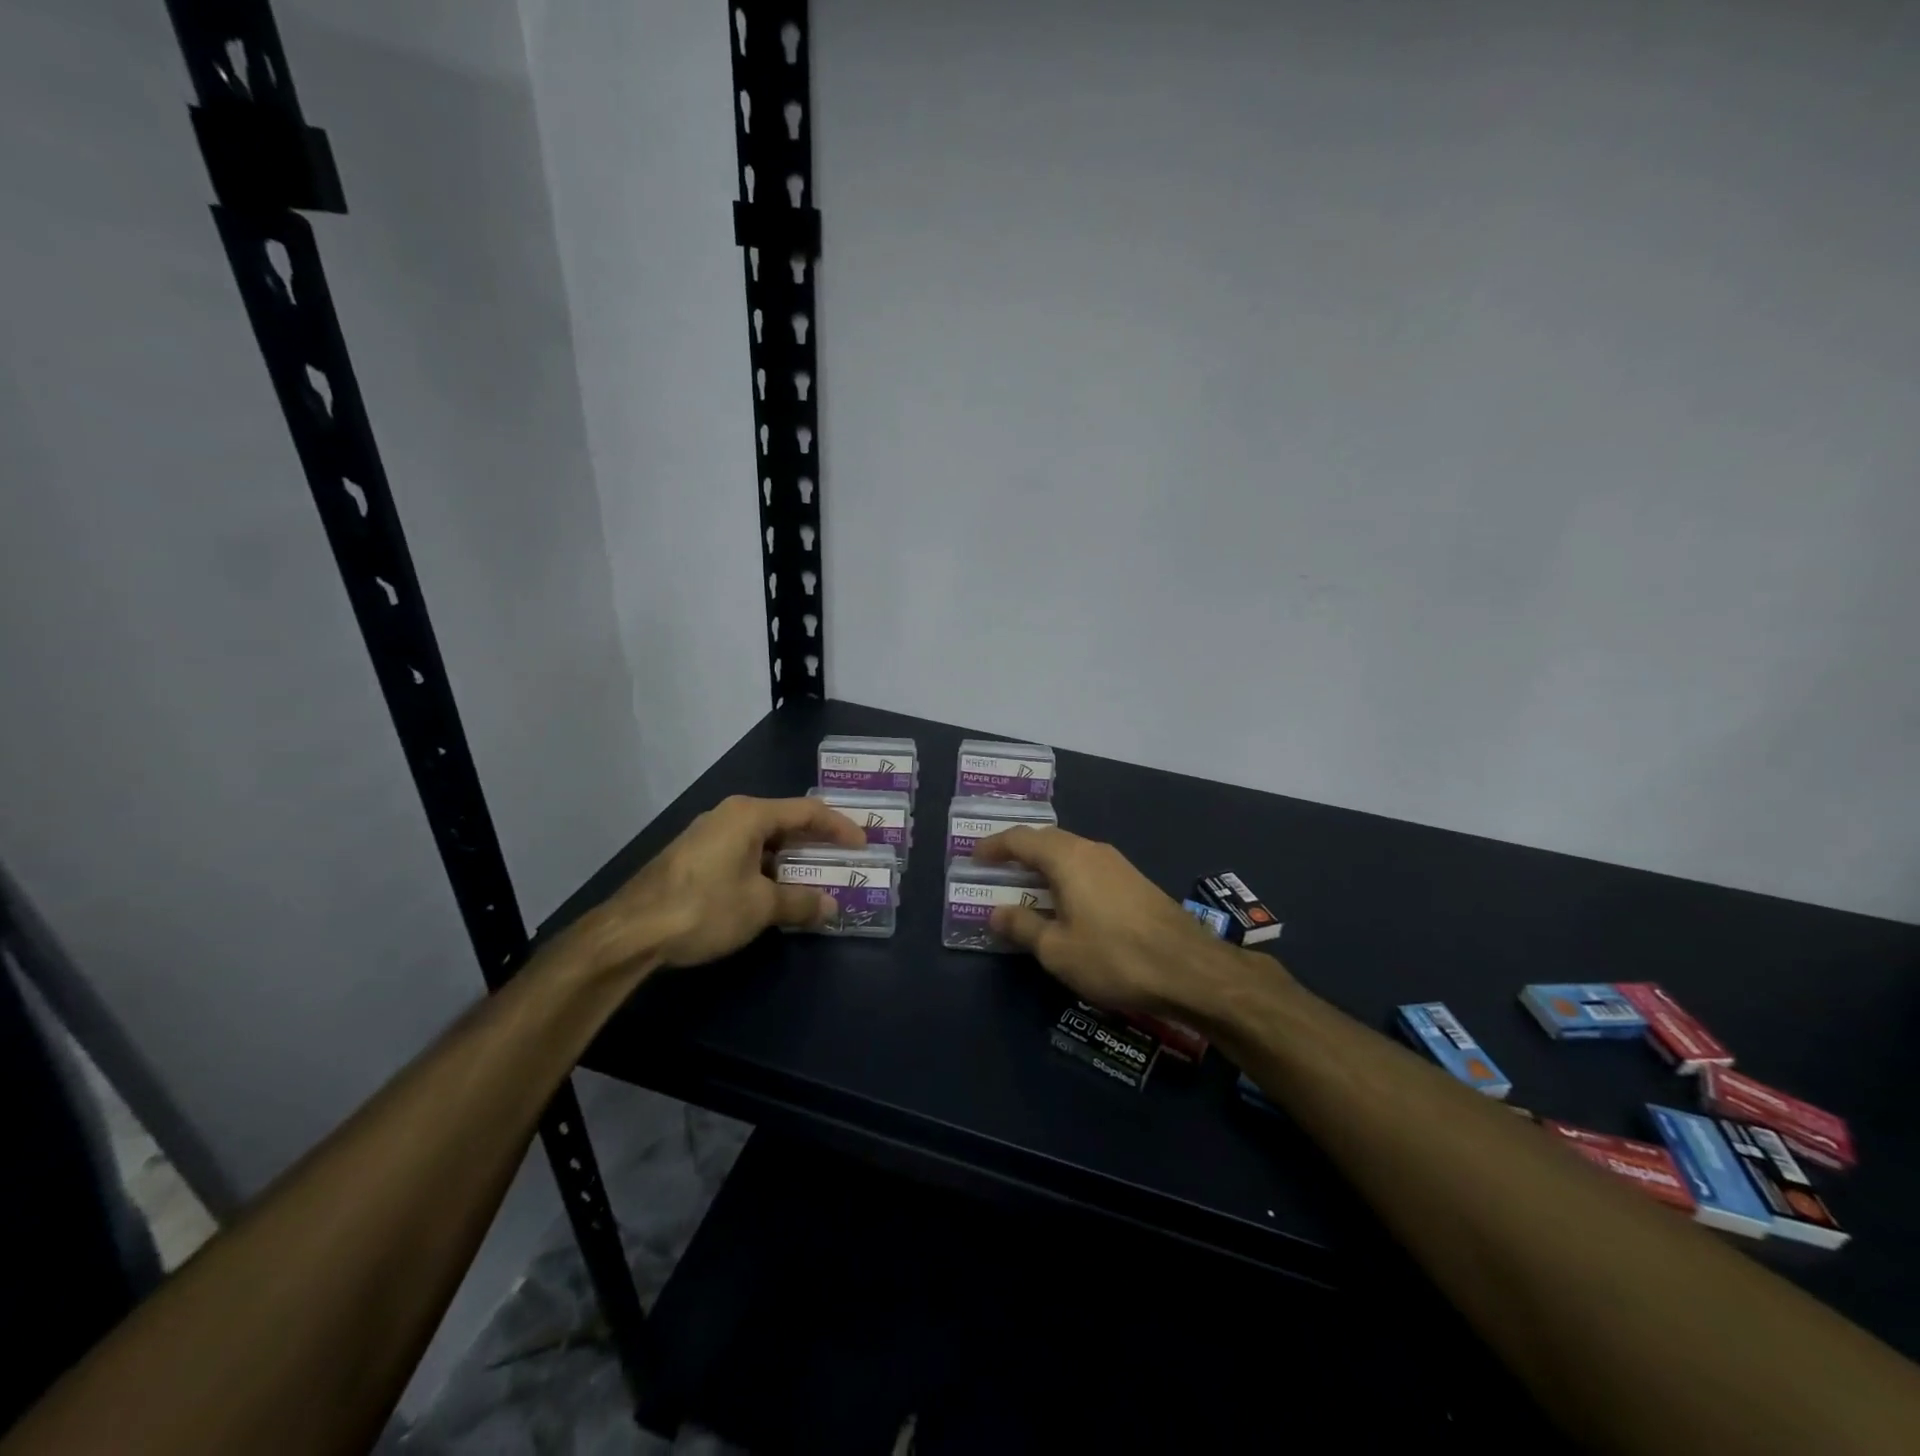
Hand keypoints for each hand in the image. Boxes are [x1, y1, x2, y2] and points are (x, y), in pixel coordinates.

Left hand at [568, 795, 866, 974]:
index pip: (807, 811)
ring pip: (763, 841)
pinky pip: (743, 855)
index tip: (863, 846)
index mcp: (749, 815)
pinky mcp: (693, 859)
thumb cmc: (704, 908)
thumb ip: (801, 902)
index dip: (840, 827)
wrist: (630, 932)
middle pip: (785, 823)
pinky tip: (774, 894)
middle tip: (843, 861)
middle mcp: (729, 816)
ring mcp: (708, 836)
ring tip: (814, 881)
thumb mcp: (760, 906)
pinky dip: (766, 870)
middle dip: (816, 844)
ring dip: (791, 861)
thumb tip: (831, 907)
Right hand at [972, 827, 1253, 1015]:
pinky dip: (1066, 876)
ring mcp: (1117, 863)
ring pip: (1070, 853)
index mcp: (1067, 858)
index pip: (1020, 839)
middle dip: (1018, 852)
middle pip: (1046, 840)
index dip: (994, 846)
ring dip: (1044, 865)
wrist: (1189, 969)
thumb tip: (997, 911)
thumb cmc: (1114, 957)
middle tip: (996, 870)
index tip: (973, 857)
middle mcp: (1092, 850)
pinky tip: (1065, 902)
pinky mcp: (1134, 881)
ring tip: (1026, 887)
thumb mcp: (1057, 950)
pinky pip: (1088, 867)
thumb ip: (1023, 926)